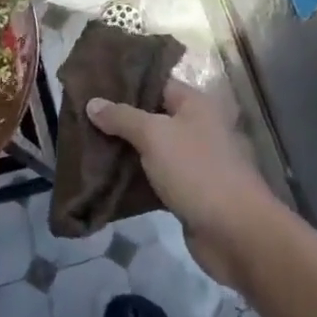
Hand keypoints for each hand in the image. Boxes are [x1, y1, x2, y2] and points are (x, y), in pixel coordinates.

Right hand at [86, 81, 279, 287]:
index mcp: (195, 104)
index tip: (92, 86)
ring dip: (123, 151)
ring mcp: (193, 161)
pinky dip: (133, 178)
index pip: (156, 83)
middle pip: (152, 116)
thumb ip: (122, 117)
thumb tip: (93, 102)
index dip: (126, 84)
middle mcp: (196, 127)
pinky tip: (104, 178)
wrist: (235, 232)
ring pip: (151, 149)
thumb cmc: (196, 171)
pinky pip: (154, 177)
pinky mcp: (187, 191)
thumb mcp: (155, 136)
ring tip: (85, 145)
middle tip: (81, 117)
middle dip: (119, 119)